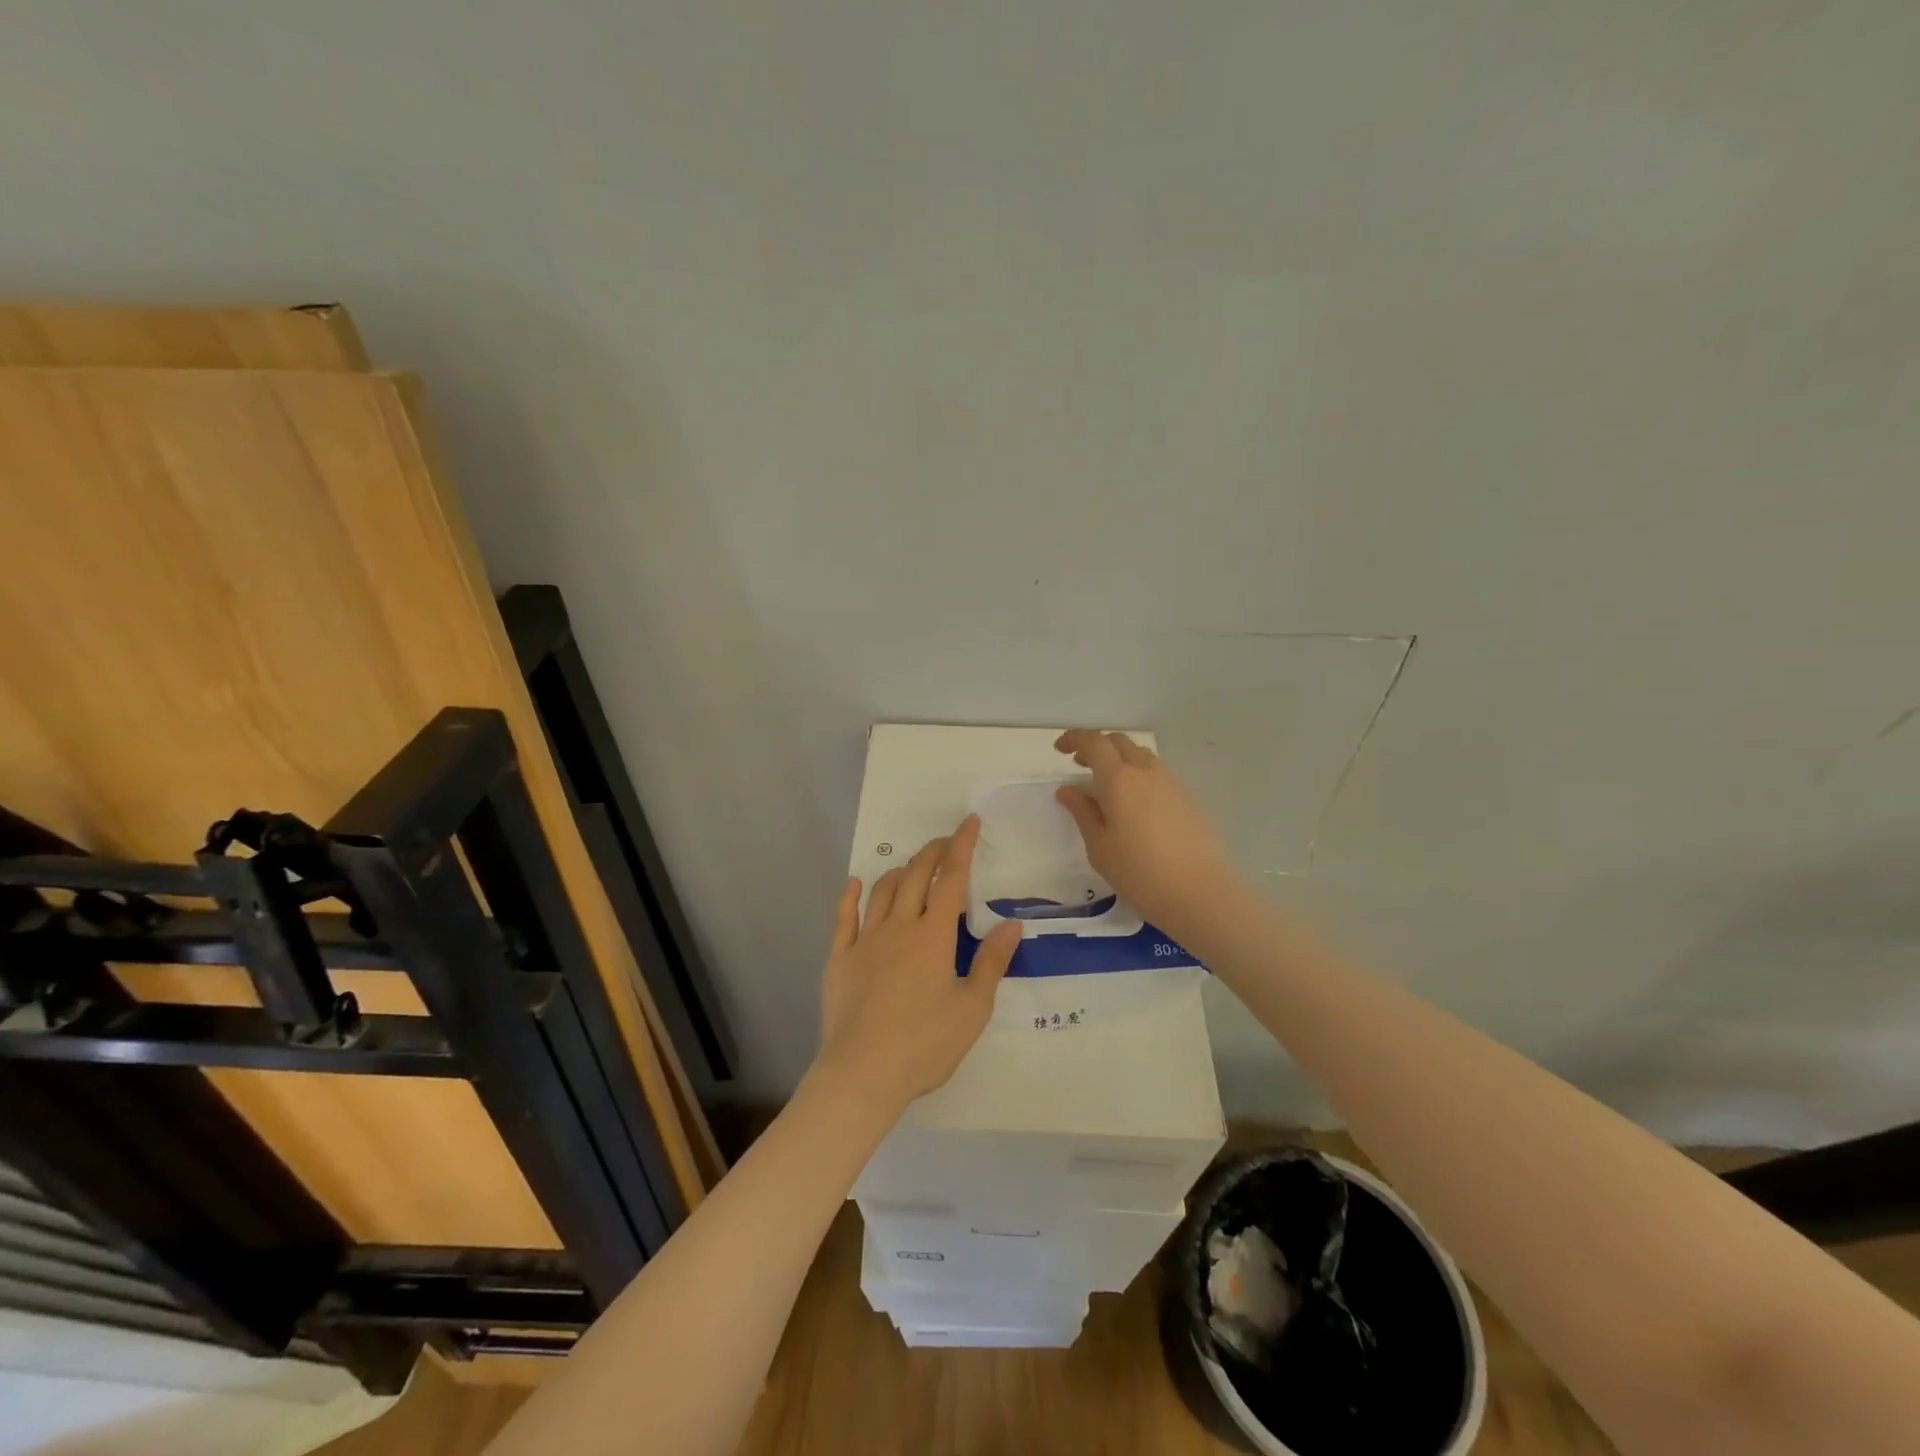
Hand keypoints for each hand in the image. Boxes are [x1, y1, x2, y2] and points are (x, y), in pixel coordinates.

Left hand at [815, 816, 1020, 1111]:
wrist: (863, 1073)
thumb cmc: (925, 1044)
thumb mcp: (972, 1007)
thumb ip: (992, 962)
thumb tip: (1012, 923)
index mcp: (933, 936)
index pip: (952, 879)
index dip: (962, 847)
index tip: (969, 823)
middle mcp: (898, 927)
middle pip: (916, 876)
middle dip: (932, 852)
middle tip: (945, 842)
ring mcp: (865, 941)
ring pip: (882, 891)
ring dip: (899, 871)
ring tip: (911, 868)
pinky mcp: (839, 959)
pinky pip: (844, 917)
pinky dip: (850, 896)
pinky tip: (854, 884)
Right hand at [1053, 729, 1241, 941]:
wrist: (1200, 894)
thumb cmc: (1139, 873)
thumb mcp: (1099, 847)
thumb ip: (1082, 812)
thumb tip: (1068, 790)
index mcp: (1119, 779)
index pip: (1093, 742)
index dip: (1074, 739)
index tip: (1060, 750)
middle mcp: (1146, 771)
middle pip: (1119, 742)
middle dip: (1097, 747)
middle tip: (1081, 766)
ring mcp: (1172, 783)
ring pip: (1141, 757)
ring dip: (1120, 761)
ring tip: (1108, 787)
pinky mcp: (1189, 799)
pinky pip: (1158, 776)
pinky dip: (1140, 778)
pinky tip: (1136, 808)